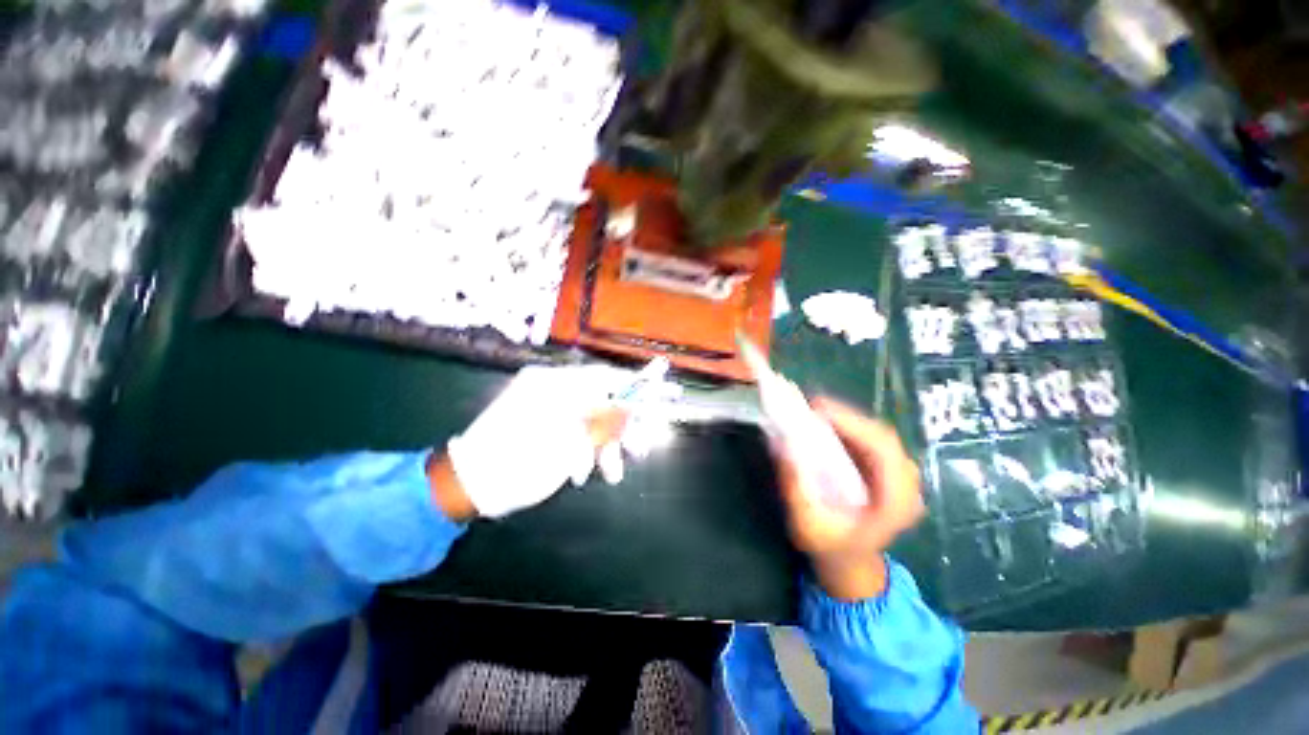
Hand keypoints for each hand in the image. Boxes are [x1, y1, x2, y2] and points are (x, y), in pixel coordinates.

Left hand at [436, 366, 646, 518]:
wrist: (467, 486)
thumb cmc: (516, 463)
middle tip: (642, 449)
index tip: (664, 393)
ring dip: (606, 446)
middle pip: (603, 400)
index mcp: (555, 384)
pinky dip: (586, 450)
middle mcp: (553, 389)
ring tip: (612, 474)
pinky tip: (585, 473)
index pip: (607, 377)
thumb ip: (604, 423)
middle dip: (624, 427)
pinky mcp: (545, 424)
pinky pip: (576, 430)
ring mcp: (548, 407)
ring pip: (592, 419)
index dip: (638, 386)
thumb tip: (634, 407)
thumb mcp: (567, 445)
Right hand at [772, 398, 924, 599]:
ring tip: (811, 413)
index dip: (853, 423)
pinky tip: (822, 425)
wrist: (850, 564)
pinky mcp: (885, 469)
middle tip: (808, 407)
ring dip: (844, 420)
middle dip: (844, 417)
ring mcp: (899, 475)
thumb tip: (779, 443)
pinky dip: (845, 428)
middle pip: (881, 436)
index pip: (884, 450)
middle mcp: (907, 484)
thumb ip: (795, 487)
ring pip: (874, 434)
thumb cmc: (831, 549)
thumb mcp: (808, 524)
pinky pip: (868, 440)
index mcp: (898, 502)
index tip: (818, 409)